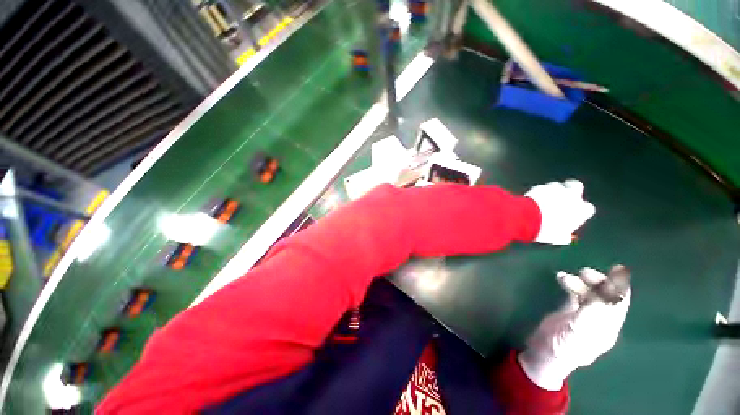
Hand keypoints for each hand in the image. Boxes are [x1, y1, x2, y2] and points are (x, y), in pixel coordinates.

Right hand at [518, 268, 630, 390]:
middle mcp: (602, 320)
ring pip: (592, 291)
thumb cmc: (561, 348)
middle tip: (584, 273)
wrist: (538, 359)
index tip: (612, 269)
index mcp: (609, 329)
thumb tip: (614, 280)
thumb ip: (596, 305)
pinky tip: (562, 279)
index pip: (621, 301)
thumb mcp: (580, 329)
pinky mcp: (575, 312)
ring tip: (567, 278)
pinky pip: (579, 292)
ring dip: (581, 282)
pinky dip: (572, 284)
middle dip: (597, 281)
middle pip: (606, 293)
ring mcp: (589, 316)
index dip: (619, 284)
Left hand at [525, 180, 594, 244]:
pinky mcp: (545, 185)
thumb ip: (565, 235)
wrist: (530, 217)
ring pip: (561, 186)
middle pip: (578, 186)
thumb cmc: (548, 231)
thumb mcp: (559, 238)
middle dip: (574, 190)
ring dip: (557, 193)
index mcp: (579, 210)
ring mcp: (558, 188)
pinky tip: (540, 201)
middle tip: (568, 198)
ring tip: (549, 203)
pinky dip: (545, 193)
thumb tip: (567, 237)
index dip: (584, 212)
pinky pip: (547, 188)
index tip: (578, 216)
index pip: (589, 209)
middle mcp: (571, 196)